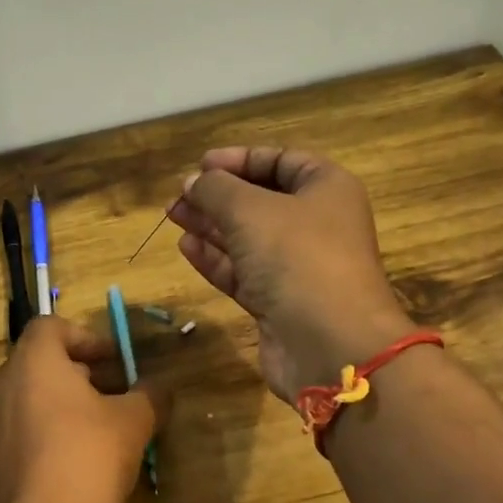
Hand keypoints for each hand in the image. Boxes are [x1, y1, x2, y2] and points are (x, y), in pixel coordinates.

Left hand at [0, 318, 169, 502]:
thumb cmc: (88, 459)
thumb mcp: (134, 423)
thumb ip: (150, 395)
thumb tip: (160, 387)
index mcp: (33, 362)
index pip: (51, 326)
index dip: (86, 337)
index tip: (114, 362)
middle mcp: (1, 384)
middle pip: (41, 362)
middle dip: (81, 373)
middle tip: (115, 396)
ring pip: (29, 396)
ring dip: (63, 403)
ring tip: (100, 430)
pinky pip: (19, 428)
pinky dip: (45, 430)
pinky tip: (74, 460)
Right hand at [166, 147, 411, 400]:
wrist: (329, 343)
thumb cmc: (296, 257)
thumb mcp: (249, 209)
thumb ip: (216, 189)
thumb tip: (193, 182)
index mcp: (326, 189)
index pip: (282, 161)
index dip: (241, 159)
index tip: (202, 164)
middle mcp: (316, 224)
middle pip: (261, 200)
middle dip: (218, 195)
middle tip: (179, 195)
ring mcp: (298, 266)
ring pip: (248, 237)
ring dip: (210, 225)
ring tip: (173, 215)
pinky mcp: (279, 301)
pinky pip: (243, 271)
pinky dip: (216, 258)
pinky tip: (187, 247)